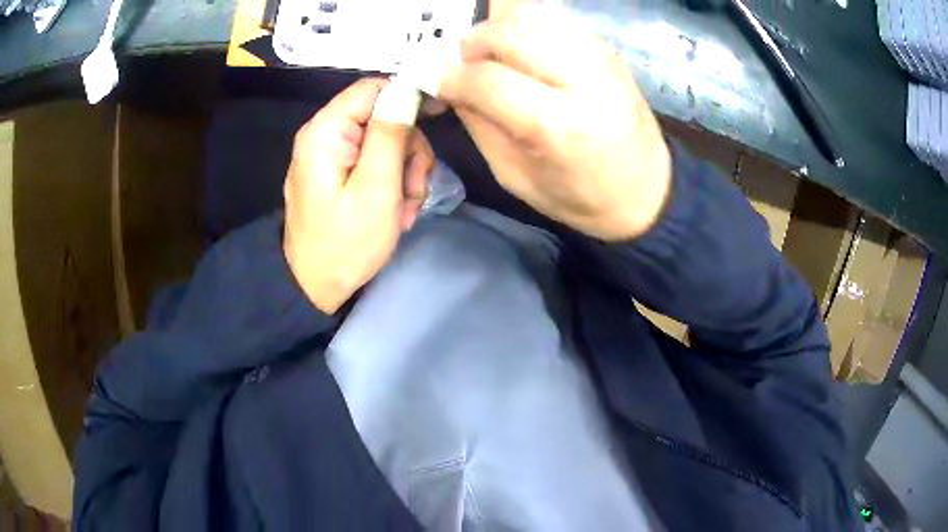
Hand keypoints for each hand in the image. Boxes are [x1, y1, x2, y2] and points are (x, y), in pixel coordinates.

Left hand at [283, 79, 433, 313]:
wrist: (315, 288)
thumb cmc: (345, 243)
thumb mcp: (376, 189)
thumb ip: (390, 134)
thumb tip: (406, 89)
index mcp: (327, 131)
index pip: (373, 88)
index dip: (407, 97)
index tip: (437, 118)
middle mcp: (326, 134)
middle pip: (384, 117)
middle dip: (408, 151)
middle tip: (414, 190)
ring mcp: (332, 156)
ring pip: (386, 142)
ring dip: (405, 174)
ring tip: (404, 210)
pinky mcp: (338, 174)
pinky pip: (375, 163)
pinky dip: (392, 185)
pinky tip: (395, 212)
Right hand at [436, 5, 670, 240]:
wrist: (646, 190)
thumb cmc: (580, 197)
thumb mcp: (516, 177)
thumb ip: (478, 123)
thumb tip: (448, 82)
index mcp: (560, 127)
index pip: (488, 79)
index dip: (449, 75)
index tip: (431, 78)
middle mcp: (584, 80)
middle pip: (509, 33)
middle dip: (473, 44)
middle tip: (465, 65)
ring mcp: (600, 57)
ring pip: (531, 13)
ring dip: (498, 29)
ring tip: (493, 56)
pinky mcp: (606, 47)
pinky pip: (553, 17)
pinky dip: (525, 26)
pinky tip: (522, 51)